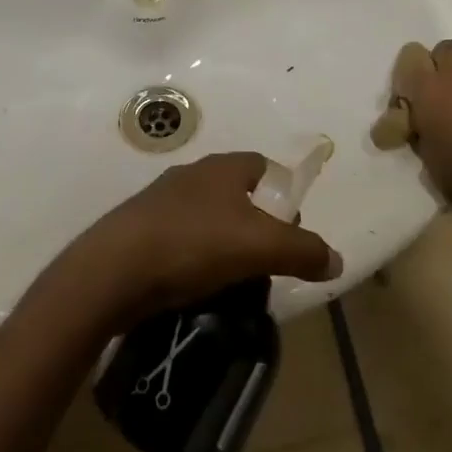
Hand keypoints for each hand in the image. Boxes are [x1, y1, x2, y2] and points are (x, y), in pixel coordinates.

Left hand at [54, 152, 341, 328]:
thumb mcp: (260, 247)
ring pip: (208, 217)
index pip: (264, 166)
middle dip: (255, 224)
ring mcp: (162, 200)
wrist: (114, 269)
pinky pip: (181, 238)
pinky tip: (196, 285)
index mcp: (223, 167)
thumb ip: (303, 250)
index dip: (283, 194)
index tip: (291, 230)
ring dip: (223, 243)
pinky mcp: (140, 229)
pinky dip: (194, 258)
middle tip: (265, 261)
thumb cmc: (194, 244)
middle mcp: (193, 174)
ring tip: (233, 280)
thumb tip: (337, 259)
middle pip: (237, 193)